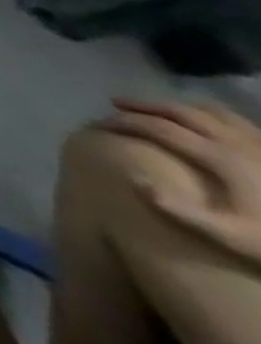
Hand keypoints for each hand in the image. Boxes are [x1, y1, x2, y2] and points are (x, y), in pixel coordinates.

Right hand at [102, 99, 260, 264]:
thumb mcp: (233, 237)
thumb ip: (182, 211)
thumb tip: (134, 179)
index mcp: (219, 157)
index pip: (158, 128)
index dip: (123, 123)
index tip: (98, 124)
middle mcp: (234, 141)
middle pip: (179, 112)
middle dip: (142, 106)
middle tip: (115, 105)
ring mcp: (257, 143)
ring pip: (207, 110)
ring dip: (173, 105)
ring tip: (155, 109)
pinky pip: (233, 118)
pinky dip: (207, 112)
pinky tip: (204, 120)